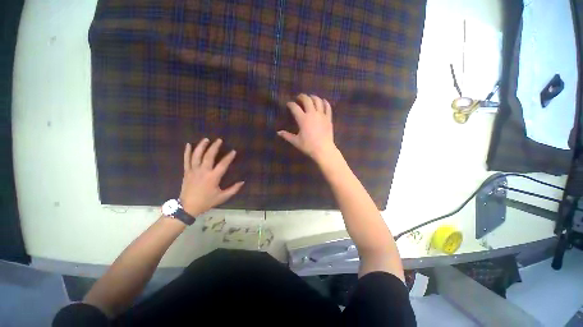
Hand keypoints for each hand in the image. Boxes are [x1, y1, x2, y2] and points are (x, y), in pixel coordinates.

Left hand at [179, 138, 243, 215]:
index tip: (233, 151)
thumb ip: (233, 189)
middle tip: (219, 140)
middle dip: (214, 147)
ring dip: (201, 146)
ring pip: (197, 155)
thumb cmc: (206, 202)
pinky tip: (188, 144)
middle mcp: (203, 171)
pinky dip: (187, 152)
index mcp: (213, 177)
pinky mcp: (187, 172)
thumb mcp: (222, 197)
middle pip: (209, 156)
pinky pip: (186, 160)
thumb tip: (242, 182)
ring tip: (206, 139)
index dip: (229, 157)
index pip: (223, 164)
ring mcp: (193, 171)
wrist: (187, 207)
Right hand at [277, 94, 336, 162]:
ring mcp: (321, 115)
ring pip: (318, 101)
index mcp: (302, 119)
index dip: (290, 104)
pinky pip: (328, 107)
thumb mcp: (296, 141)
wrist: (323, 150)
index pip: (295, 107)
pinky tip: (323, 101)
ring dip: (313, 97)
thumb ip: (287, 136)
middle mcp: (312, 114)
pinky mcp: (328, 118)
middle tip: (299, 97)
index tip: (288, 104)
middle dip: (302, 96)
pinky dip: (325, 102)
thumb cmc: (308, 146)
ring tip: (310, 98)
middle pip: (307, 100)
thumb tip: (278, 132)